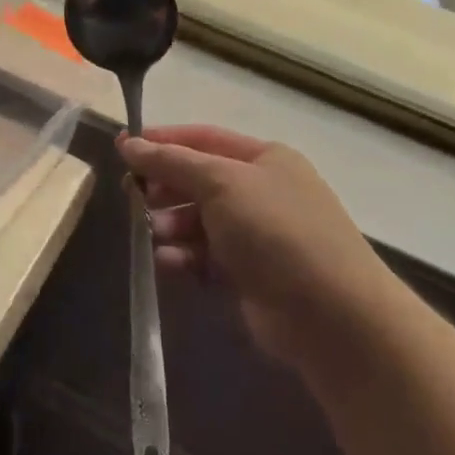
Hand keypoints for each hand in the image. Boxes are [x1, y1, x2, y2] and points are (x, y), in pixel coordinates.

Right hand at [117, 126, 387, 367]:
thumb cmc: (276, 230)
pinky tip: (169, 263)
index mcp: (264, 159)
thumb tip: (129, 142)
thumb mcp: (221, 183)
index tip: (123, 149)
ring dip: (170, 226)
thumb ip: (171, 162)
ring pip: (198, 221)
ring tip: (151, 235)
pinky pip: (205, 257)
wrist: (332, 315)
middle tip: (131, 196)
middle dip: (164, 187)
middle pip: (198, 180)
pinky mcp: (249, 275)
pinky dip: (185, 257)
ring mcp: (257, 235)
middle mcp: (261, 192)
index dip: (163, 141)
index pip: (203, 139)